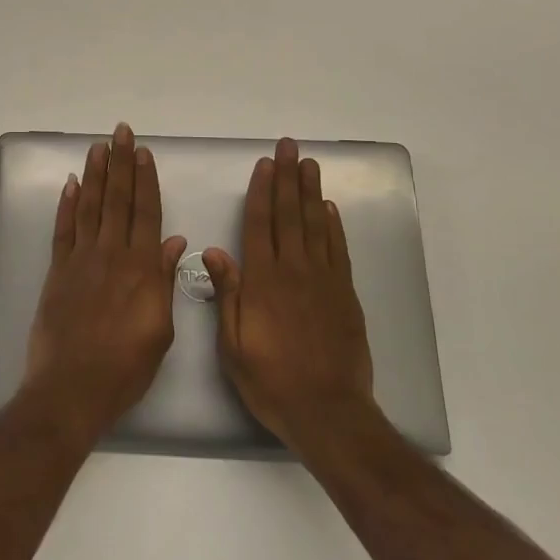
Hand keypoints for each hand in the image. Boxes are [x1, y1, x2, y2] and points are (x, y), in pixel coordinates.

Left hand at [23, 123, 187, 443]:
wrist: (72, 389)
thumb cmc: (125, 367)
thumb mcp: (160, 330)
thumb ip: (165, 281)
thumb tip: (176, 242)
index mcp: (141, 268)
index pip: (146, 212)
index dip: (145, 179)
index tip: (143, 151)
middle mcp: (111, 255)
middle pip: (118, 200)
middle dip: (120, 163)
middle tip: (120, 132)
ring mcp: (81, 260)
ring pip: (90, 207)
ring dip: (95, 174)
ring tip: (98, 147)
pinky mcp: (58, 272)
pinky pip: (63, 230)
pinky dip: (67, 205)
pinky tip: (71, 184)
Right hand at [203, 138, 375, 454]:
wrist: (328, 412)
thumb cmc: (271, 381)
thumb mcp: (233, 345)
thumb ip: (228, 294)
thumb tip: (214, 252)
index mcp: (263, 281)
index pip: (260, 225)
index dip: (262, 192)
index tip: (264, 164)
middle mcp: (294, 271)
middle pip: (290, 215)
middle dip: (287, 178)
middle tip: (288, 147)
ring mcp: (323, 281)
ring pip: (315, 226)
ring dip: (311, 192)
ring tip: (308, 164)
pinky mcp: (345, 294)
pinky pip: (338, 251)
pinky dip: (334, 226)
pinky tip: (329, 208)